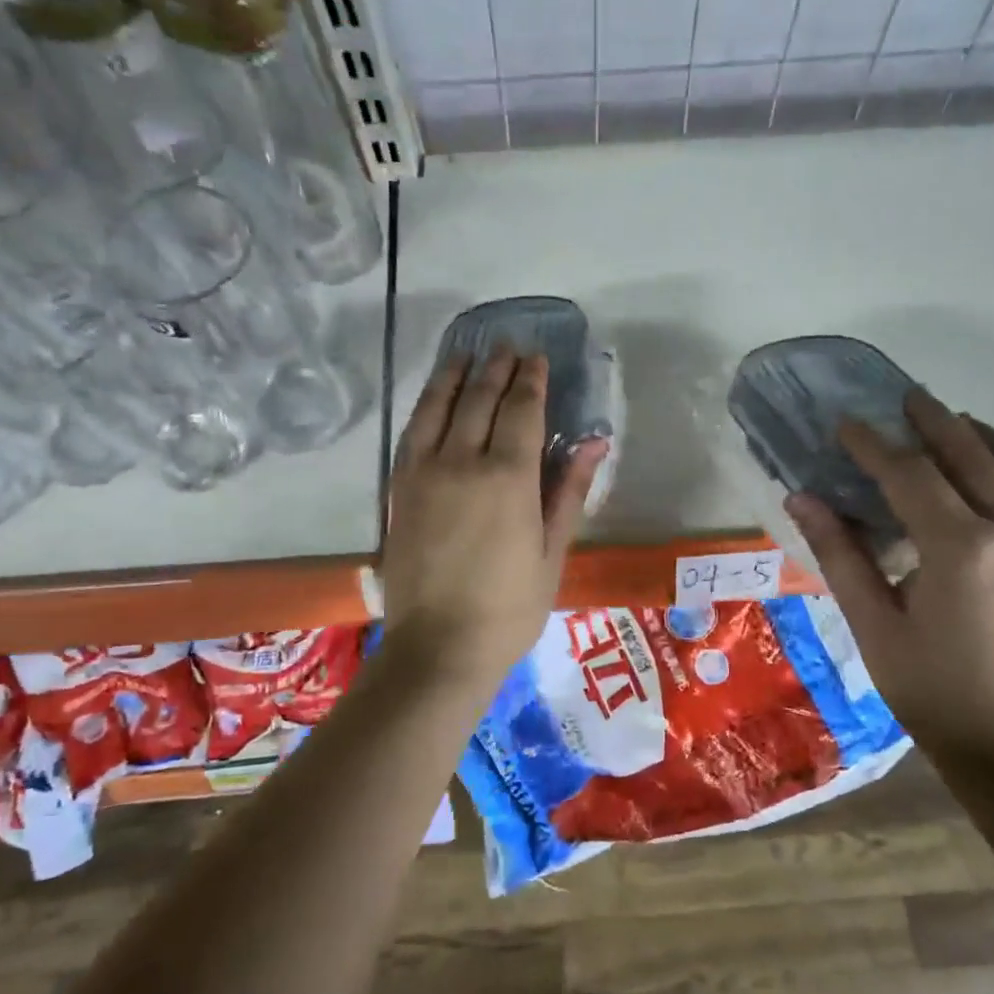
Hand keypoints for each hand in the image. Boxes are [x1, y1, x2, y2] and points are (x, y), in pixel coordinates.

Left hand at [383, 348, 605, 687]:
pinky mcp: (400, 490)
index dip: (530, 379)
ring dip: (455, 376)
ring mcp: (424, 473)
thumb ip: (569, 490)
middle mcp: (462, 461)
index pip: (521, 409)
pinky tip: (433, 398)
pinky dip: (425, 406)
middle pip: (479, 399)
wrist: (439, 648)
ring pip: (438, 407)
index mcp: (508, 477)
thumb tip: (594, 442)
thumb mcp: (552, 551)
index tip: (536, 356)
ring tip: (466, 354)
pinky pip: (411, 432)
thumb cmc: (510, 606)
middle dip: (496, 368)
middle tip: (507, 346)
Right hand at [787, 386, 993, 760]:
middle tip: (903, 397)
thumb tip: (802, 498)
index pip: (909, 474)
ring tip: (952, 420)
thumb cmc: (930, 689)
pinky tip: (988, 472)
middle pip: (971, 455)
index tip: (845, 423)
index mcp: (959, 548)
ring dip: (982, 436)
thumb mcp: (872, 623)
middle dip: (933, 421)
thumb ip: (840, 553)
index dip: (872, 445)